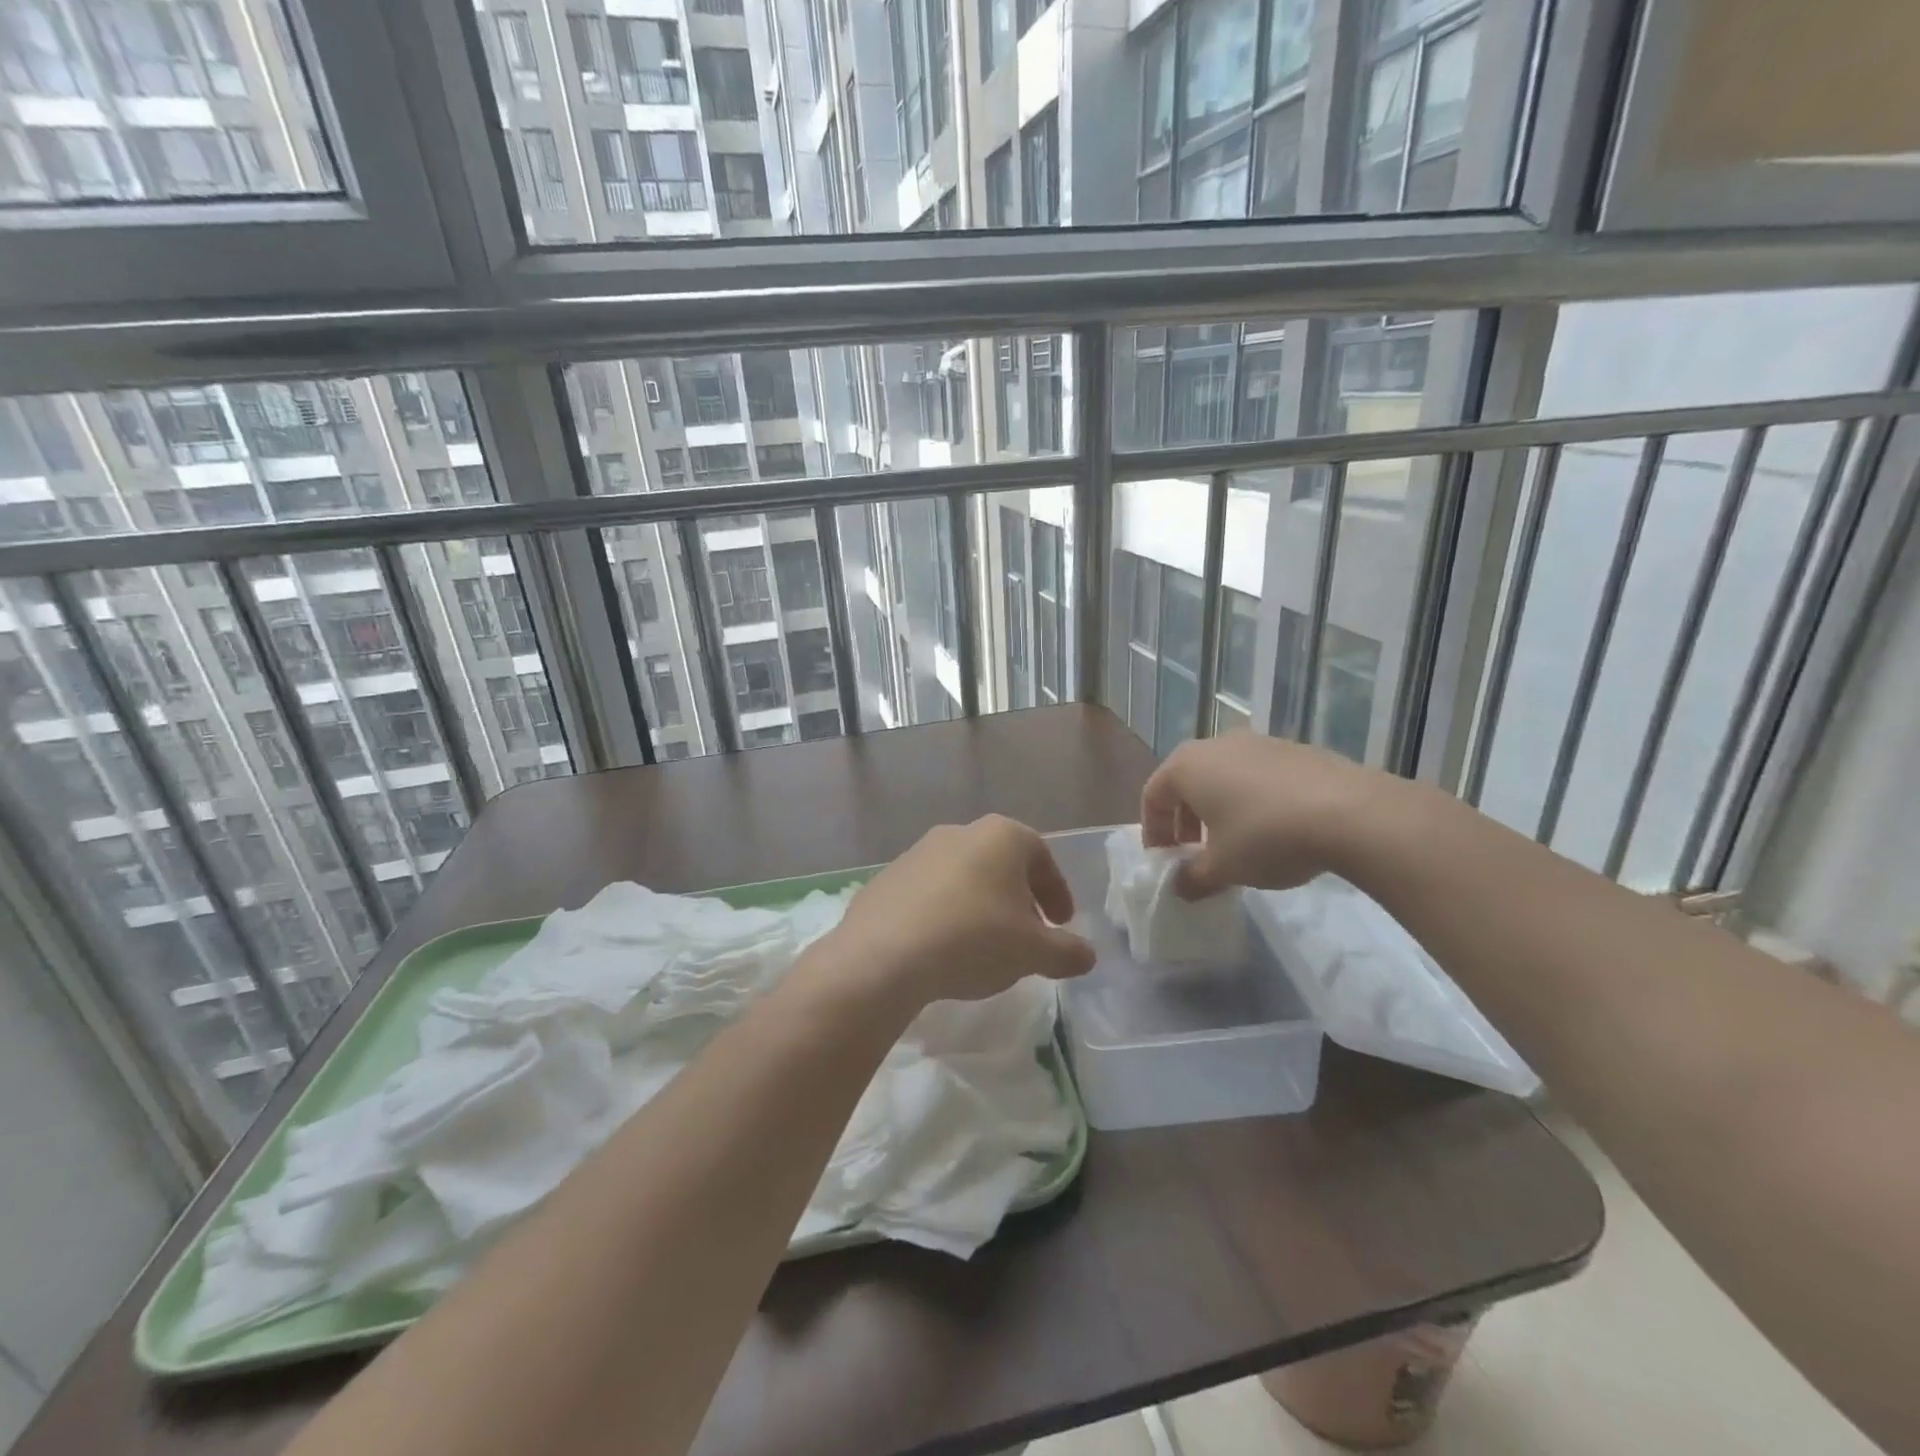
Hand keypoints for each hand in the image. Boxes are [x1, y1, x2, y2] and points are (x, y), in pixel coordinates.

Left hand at [810, 815, 1094, 1018]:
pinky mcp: (887, 878)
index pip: (1042, 857)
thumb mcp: (1033, 952)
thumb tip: (1087, 955)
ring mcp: (917, 852)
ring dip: (980, 906)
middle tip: (1026, 935)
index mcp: (1001, 836)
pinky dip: (945, 914)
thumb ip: (1067, 952)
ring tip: (984, 946)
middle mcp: (959, 832)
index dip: (1057, 892)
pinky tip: (943, 948)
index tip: (1062, 924)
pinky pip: (929, 894)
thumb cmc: (974, 939)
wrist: (884, 954)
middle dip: (1019, 899)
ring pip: (964, 877)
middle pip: (1001, 864)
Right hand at [1141, 732, 1383, 897]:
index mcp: (1186, 766)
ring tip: (1235, 843)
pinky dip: (1252, 800)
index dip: (1153, 832)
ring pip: (1223, 776)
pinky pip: (1257, 775)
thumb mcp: (1223, 868)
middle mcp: (1216, 745)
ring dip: (1219, 809)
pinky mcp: (1294, 749)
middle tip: (1195, 853)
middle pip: (1186, 782)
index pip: (1153, 796)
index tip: (1165, 862)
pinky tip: (1274, 829)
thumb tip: (1179, 887)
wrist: (1351, 812)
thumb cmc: (1266, 837)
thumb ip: (1192, 878)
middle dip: (1185, 820)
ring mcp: (1258, 742)